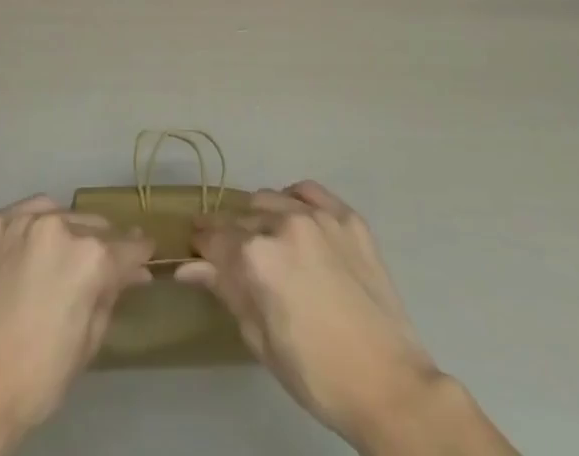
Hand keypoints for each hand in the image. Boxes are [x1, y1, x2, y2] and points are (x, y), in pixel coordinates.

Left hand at [0, 195, 153, 455]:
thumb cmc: (41, 374)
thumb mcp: (91, 339)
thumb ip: (112, 294)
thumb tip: (133, 272)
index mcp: (91, 257)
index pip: (129, 246)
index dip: (140, 254)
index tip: (144, 256)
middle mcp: (61, 226)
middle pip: (96, 226)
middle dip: (103, 246)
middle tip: (99, 268)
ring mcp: (24, 220)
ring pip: (62, 214)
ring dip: (69, 232)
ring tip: (61, 258)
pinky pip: (27, 214)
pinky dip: (35, 227)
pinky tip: (32, 250)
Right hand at [178, 182, 512, 455]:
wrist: (391, 386)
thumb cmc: (317, 375)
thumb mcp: (261, 339)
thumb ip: (225, 291)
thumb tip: (187, 267)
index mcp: (256, 256)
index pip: (213, 236)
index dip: (201, 244)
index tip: (197, 250)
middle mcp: (283, 223)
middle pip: (241, 216)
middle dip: (231, 235)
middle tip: (237, 258)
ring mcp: (318, 215)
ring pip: (271, 198)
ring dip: (262, 217)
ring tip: (271, 244)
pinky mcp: (348, 217)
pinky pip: (308, 192)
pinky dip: (295, 200)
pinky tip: (298, 221)